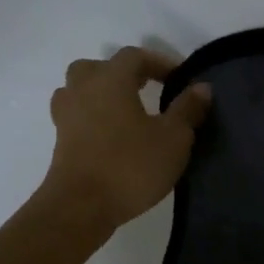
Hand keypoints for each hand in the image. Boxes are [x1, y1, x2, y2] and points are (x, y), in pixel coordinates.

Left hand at [35, 47, 211, 234]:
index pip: (134, 56)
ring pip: (81, 89)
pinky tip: (112, 133)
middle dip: (124, 73)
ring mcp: (67, 115)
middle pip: (99, 67)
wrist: (81, 207)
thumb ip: (187, 109)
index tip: (180, 79)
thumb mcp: (174, 138)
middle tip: (147, 88)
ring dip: (103, 92)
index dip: (159, 62)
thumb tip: (201, 87)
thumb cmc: (131, 166)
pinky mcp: (61, 140)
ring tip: (127, 109)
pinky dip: (93, 116)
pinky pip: (77, 114)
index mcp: (111, 81)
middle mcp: (83, 90)